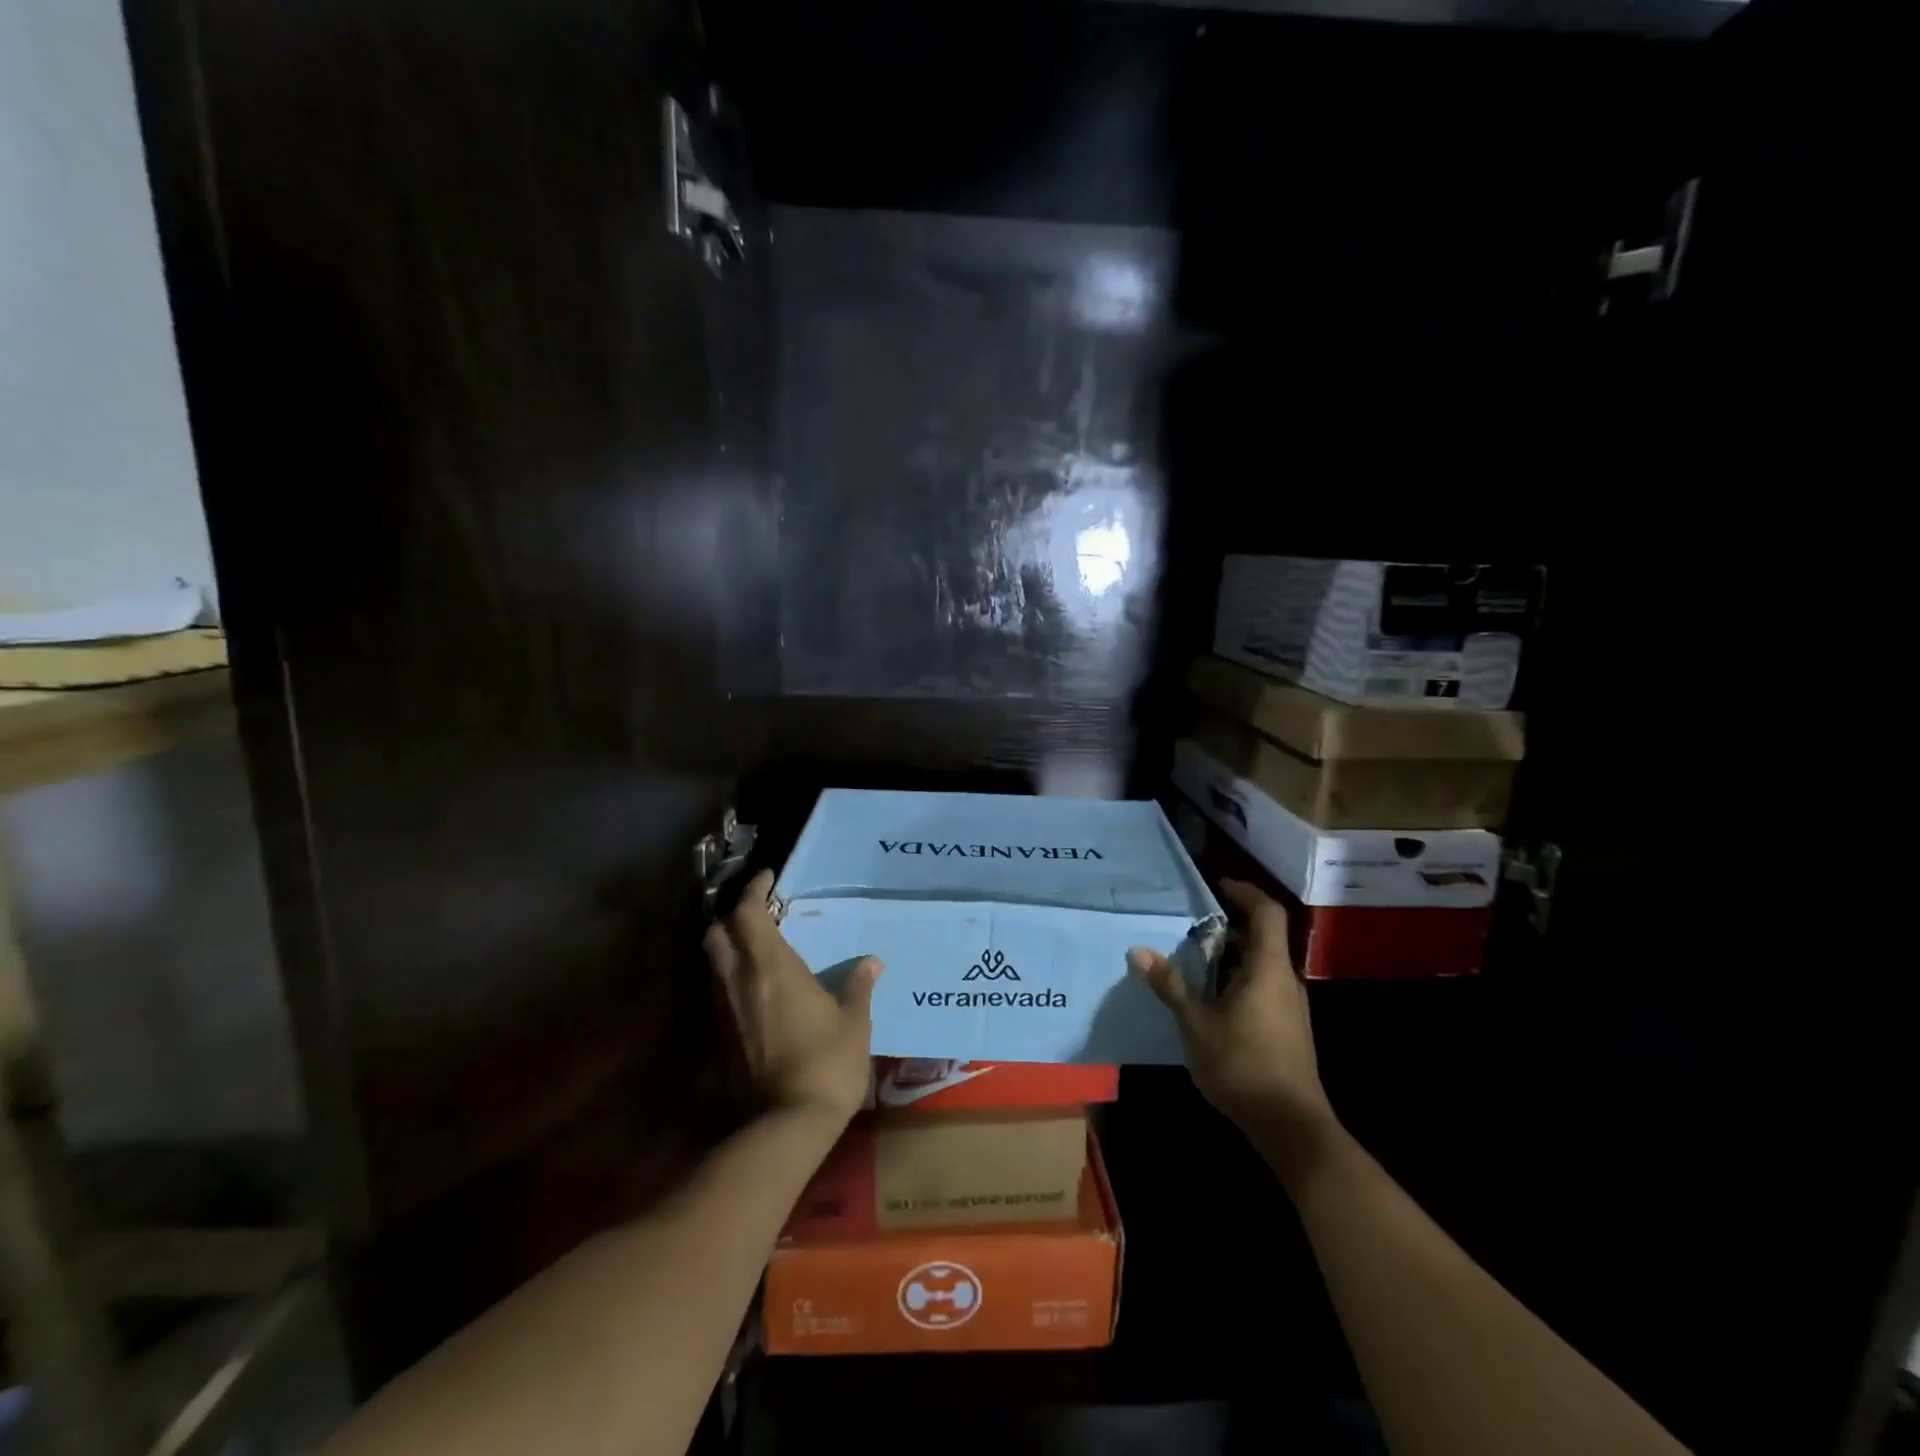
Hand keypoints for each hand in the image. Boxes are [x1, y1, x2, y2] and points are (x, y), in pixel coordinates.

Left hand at [705, 869, 879, 1127]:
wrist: (787, 1124)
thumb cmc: (828, 1063)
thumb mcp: (854, 1022)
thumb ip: (858, 987)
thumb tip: (871, 963)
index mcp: (772, 968)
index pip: (748, 913)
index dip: (753, 889)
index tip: (768, 877)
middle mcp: (740, 981)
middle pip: (717, 933)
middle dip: (732, 916)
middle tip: (758, 912)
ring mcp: (726, 1010)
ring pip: (713, 963)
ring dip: (729, 946)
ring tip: (757, 946)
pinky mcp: (721, 1037)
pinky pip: (720, 992)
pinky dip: (731, 977)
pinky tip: (756, 988)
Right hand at [1129, 878, 1337, 1179]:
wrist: (1290, 1125)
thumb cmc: (1242, 1064)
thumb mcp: (1196, 1023)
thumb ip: (1170, 984)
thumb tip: (1139, 951)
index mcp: (1268, 968)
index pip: (1266, 913)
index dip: (1245, 892)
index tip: (1217, 886)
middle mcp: (1285, 980)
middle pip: (1262, 938)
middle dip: (1227, 928)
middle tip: (1190, 928)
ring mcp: (1290, 1006)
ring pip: (1261, 965)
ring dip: (1230, 957)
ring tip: (1193, 962)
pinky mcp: (1288, 1028)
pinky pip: (1262, 986)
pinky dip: (1237, 979)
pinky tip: (1210, 1000)